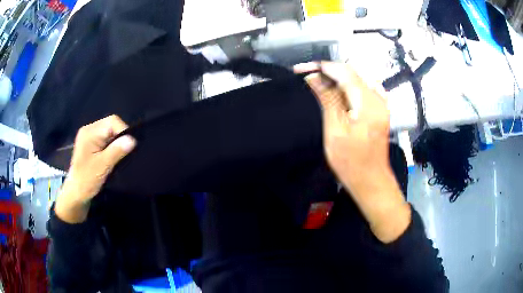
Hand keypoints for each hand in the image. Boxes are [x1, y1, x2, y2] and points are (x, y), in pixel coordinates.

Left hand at [55, 115, 135, 222]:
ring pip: (109, 132)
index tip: (129, 147)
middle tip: (124, 153)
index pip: (112, 122)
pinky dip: (111, 146)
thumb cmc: (87, 180)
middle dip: (119, 137)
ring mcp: (89, 137)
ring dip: (116, 143)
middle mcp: (89, 130)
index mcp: (90, 132)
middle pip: (111, 125)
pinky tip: (112, 157)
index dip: (123, 131)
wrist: (76, 194)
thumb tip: (133, 140)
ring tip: (118, 156)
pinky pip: (105, 139)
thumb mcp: (103, 166)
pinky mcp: (91, 144)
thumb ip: (116, 151)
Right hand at [295, 62, 410, 242]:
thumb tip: (314, 78)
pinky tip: (337, 93)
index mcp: (368, 102)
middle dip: (328, 72)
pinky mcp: (379, 109)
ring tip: (318, 85)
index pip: (344, 72)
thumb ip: (327, 99)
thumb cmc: (351, 162)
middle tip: (307, 78)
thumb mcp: (335, 130)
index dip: (322, 67)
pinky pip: (362, 89)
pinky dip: (347, 87)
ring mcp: (381, 103)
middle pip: (351, 73)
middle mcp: (378, 98)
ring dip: (336, 79)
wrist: (371, 180)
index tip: (302, 69)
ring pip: (356, 80)